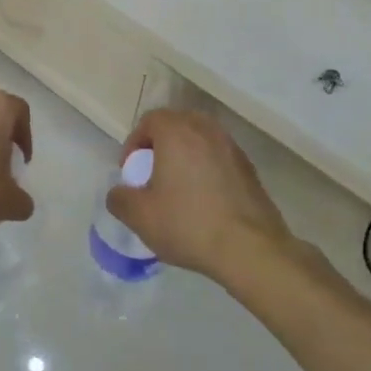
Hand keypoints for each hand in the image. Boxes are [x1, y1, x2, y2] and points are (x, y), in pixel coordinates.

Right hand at [106, 110, 294, 281]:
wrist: (251, 250)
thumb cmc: (189, 224)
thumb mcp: (140, 216)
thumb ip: (119, 198)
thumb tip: (119, 193)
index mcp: (177, 132)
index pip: (150, 120)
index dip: (134, 143)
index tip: (132, 171)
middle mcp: (206, 130)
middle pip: (177, 125)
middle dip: (160, 146)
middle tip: (153, 175)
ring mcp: (232, 148)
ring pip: (201, 141)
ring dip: (186, 156)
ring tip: (179, 188)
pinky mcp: (250, 169)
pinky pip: (219, 158)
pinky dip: (207, 170)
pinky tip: (204, 201)